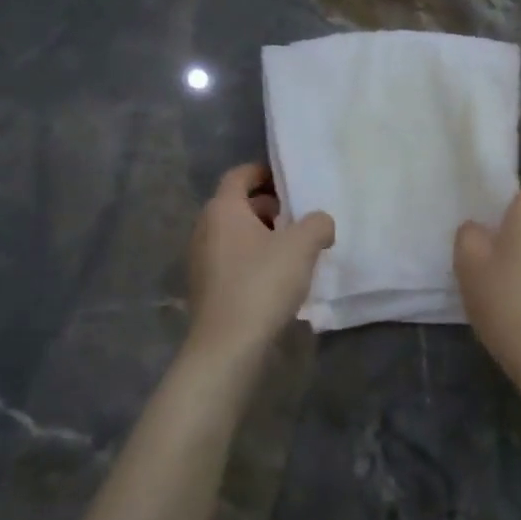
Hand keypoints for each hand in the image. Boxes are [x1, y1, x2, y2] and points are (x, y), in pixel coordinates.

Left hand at [187, 164, 334, 361]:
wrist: (228, 347)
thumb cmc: (262, 284)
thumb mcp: (302, 246)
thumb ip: (317, 223)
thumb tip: (320, 222)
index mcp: (222, 209)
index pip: (239, 175)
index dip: (264, 172)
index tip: (289, 180)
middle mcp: (205, 229)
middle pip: (237, 205)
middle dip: (268, 207)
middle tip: (298, 217)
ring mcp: (201, 261)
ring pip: (235, 235)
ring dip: (262, 235)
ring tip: (294, 249)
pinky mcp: (206, 289)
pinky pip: (232, 261)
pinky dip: (253, 259)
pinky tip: (277, 278)